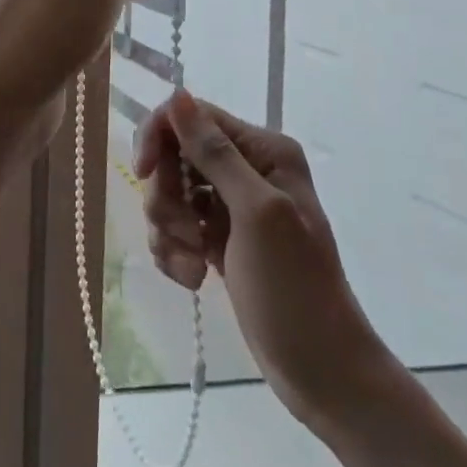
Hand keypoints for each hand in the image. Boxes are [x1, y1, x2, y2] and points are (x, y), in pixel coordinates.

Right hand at [134, 91, 382, 427]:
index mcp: (263, 150)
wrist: (321, 372)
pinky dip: (173, 251)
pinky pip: (175, 227)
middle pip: (175, 155)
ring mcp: (231, 206)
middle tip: (183, 235)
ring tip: (192, 267)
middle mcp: (247, 169)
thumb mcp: (256, 214)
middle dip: (166, 195)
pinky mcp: (218, 239)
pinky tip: (192, 279)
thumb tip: (178, 95)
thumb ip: (215, 153)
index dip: (160, 137)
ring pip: (170, 193)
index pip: (192, 116)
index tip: (145, 174)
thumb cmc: (295, 288)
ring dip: (169, 230)